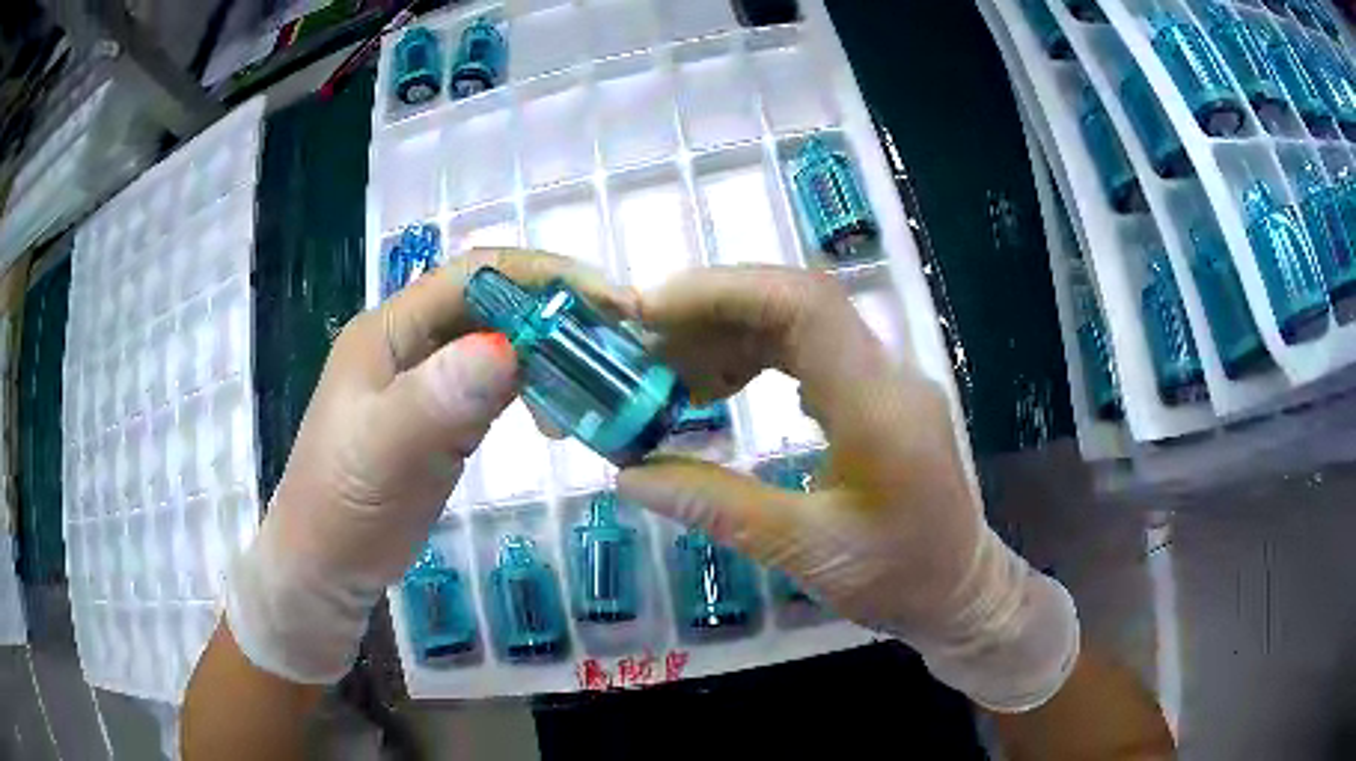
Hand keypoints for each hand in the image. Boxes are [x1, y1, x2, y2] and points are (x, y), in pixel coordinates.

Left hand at [224, 249, 631, 682]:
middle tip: (617, 341)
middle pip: (493, 303)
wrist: (326, 567)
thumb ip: (437, 400)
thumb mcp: (383, 453)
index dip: (539, 276)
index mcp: (388, 331)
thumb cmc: (343, 509)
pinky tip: (559, 412)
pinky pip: (497, 382)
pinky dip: (534, 386)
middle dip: (556, 312)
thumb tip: (509, 348)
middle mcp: (409, 342)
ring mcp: (426, 378)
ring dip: (550, 351)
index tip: (605, 300)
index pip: (472, 276)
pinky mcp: (442, 414)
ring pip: (499, 341)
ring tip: (597, 380)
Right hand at [618, 266, 1078, 711]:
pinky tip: (717, 387)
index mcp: (878, 407)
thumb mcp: (804, 553)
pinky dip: (752, 354)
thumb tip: (629, 475)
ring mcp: (885, 377)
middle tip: (642, 344)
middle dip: (711, 310)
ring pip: (799, 320)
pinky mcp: (875, 391)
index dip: (723, 292)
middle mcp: (887, 373)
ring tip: (668, 372)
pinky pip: (809, 348)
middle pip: (796, 301)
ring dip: (727, 332)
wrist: (959, 586)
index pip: (805, 307)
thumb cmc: (896, 578)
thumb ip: (717, 507)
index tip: (648, 313)